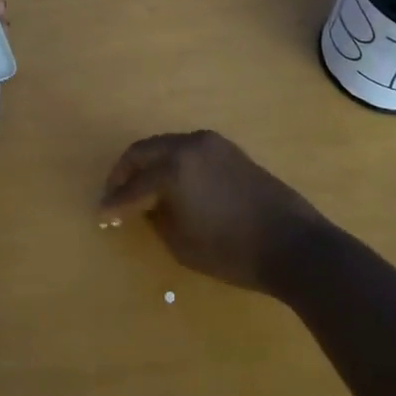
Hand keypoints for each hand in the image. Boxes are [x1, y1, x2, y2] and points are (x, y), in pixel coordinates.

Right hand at [97, 131, 325, 292]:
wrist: (294, 244)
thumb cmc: (233, 251)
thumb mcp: (182, 244)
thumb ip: (156, 218)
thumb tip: (145, 206)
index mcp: (174, 168)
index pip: (133, 186)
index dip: (114, 202)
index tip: (101, 214)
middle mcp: (188, 145)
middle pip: (144, 151)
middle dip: (124, 172)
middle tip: (113, 193)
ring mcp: (211, 143)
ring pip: (166, 146)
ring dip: (148, 164)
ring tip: (139, 189)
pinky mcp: (228, 149)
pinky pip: (187, 150)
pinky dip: (171, 162)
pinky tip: (170, 183)